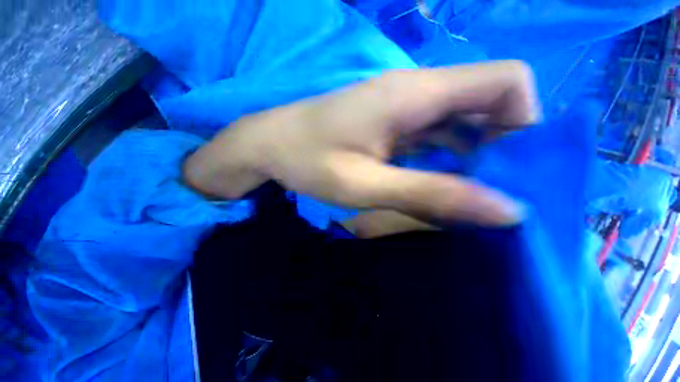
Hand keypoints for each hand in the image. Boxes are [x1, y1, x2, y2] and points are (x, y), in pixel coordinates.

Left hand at [183, 61, 539, 226]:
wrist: (270, 144)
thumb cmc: (307, 161)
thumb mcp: (365, 184)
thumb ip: (431, 194)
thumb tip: (504, 210)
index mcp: (414, 94)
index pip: (507, 80)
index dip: (524, 121)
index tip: (508, 168)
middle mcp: (416, 92)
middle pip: (490, 100)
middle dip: (501, 144)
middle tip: (485, 189)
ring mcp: (403, 107)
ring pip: (464, 119)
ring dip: (473, 155)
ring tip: (461, 192)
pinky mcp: (391, 123)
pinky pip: (436, 133)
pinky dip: (447, 157)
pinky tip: (433, 181)